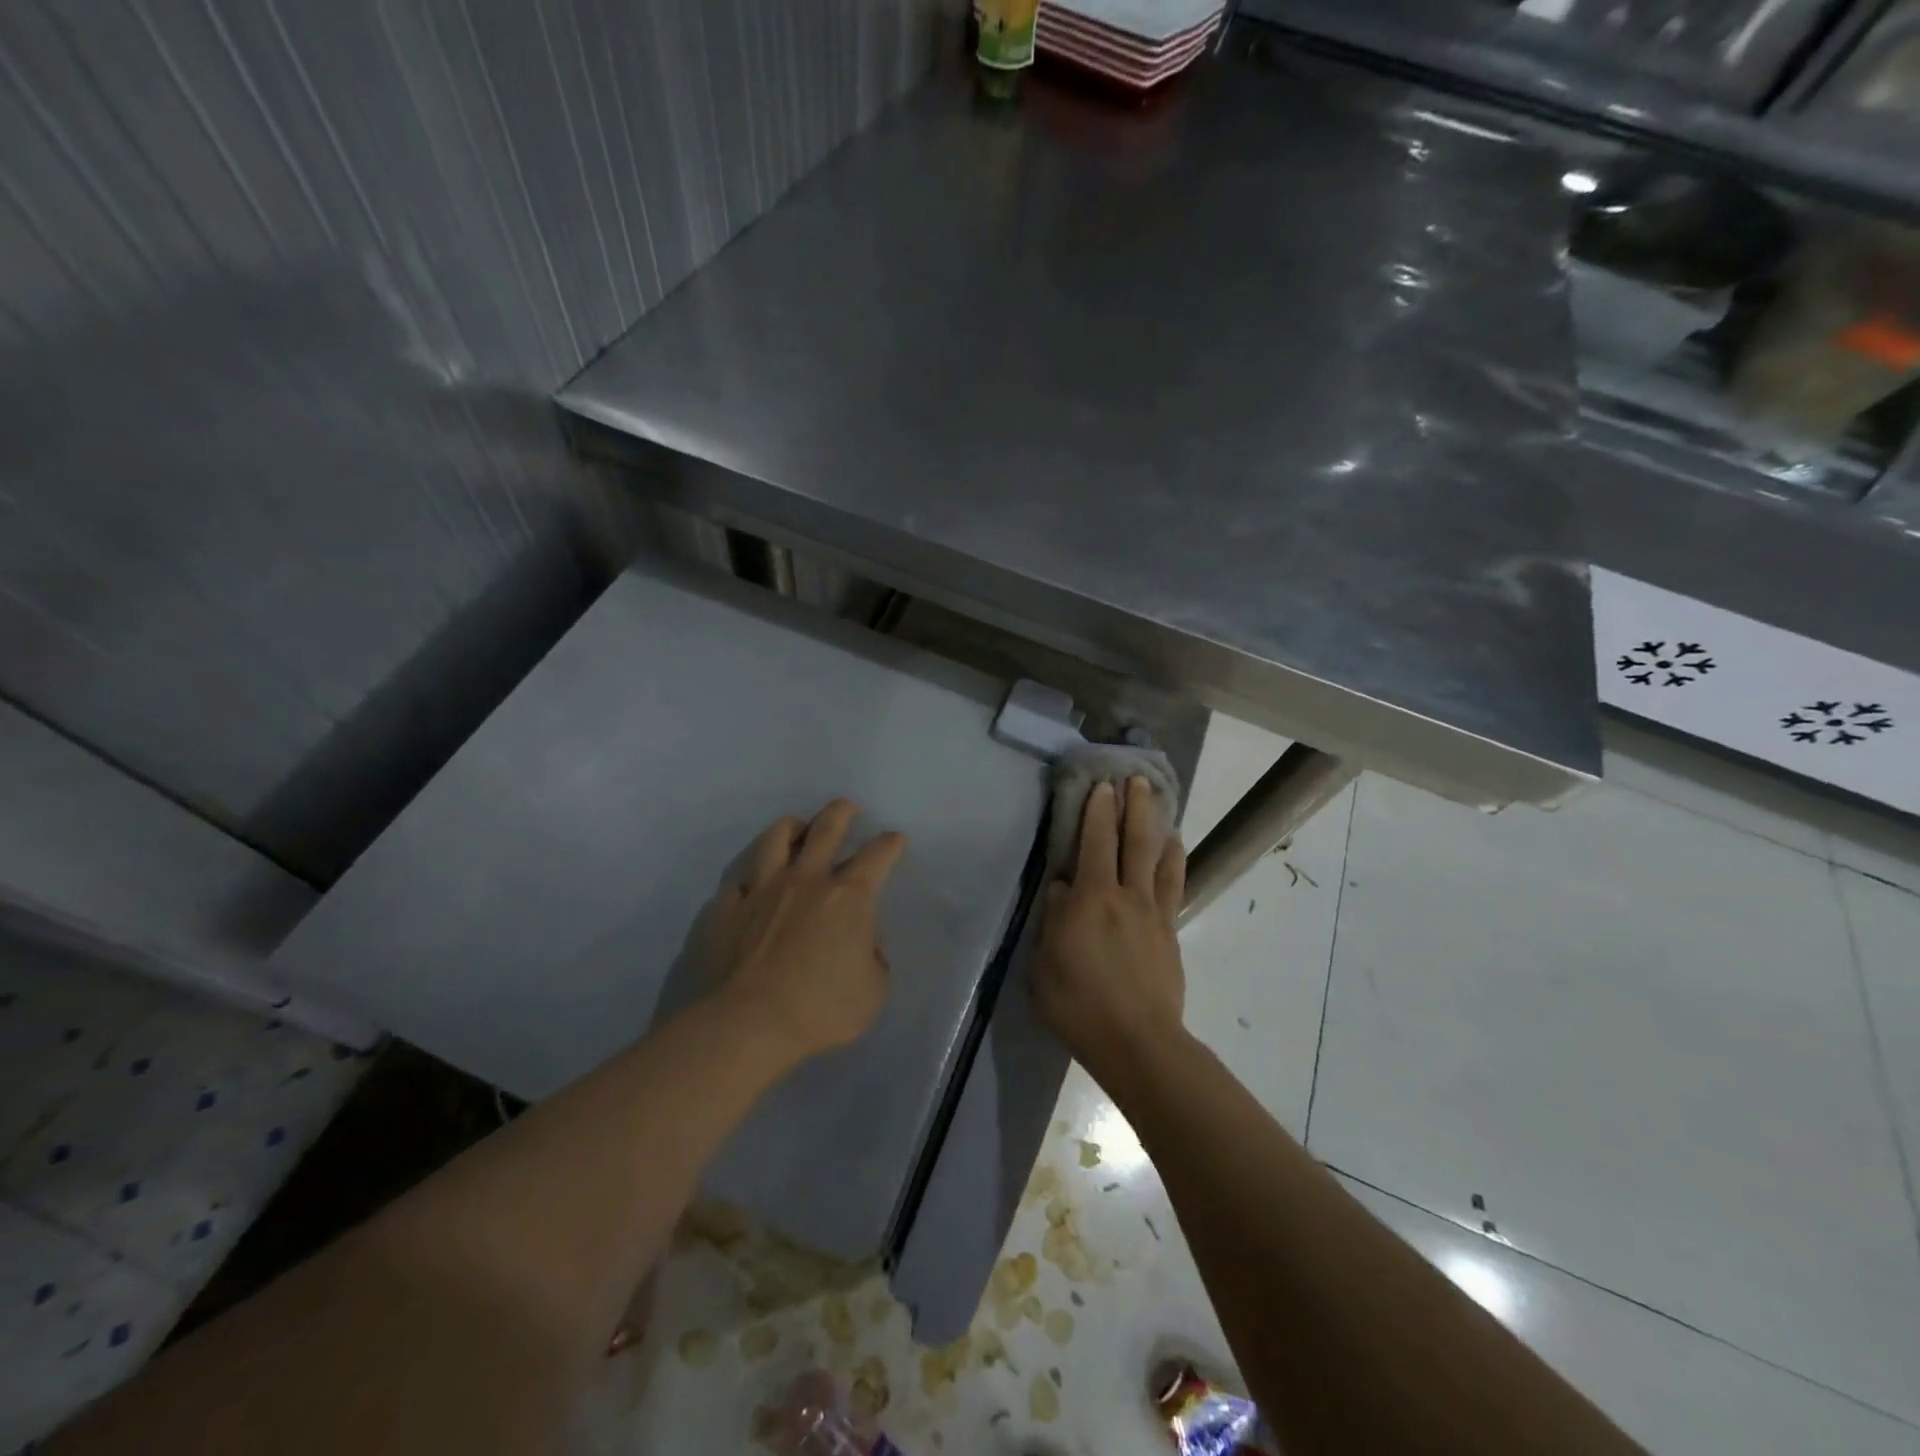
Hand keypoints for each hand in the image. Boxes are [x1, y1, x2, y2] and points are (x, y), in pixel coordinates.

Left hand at [702, 799, 906, 1064]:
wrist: (747, 1023)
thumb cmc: (820, 1008)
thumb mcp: (872, 991)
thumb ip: (874, 959)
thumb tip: (865, 944)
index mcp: (849, 896)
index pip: (878, 855)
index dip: (890, 844)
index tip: (894, 839)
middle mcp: (806, 879)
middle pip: (826, 828)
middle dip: (841, 812)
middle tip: (847, 807)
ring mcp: (762, 889)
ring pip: (776, 839)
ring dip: (791, 828)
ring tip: (795, 827)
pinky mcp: (727, 907)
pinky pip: (738, 881)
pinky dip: (749, 879)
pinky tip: (751, 887)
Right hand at [1034, 777, 1186, 1076]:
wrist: (1137, 1041)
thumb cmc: (1079, 1003)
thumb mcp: (1045, 963)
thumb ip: (1054, 919)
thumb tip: (1062, 887)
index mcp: (1091, 899)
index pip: (1095, 843)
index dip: (1098, 812)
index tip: (1103, 786)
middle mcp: (1126, 895)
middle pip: (1133, 841)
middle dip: (1134, 806)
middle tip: (1136, 779)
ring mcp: (1153, 912)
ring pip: (1158, 858)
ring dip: (1157, 826)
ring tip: (1158, 804)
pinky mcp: (1169, 931)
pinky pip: (1174, 885)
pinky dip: (1174, 860)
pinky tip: (1174, 849)